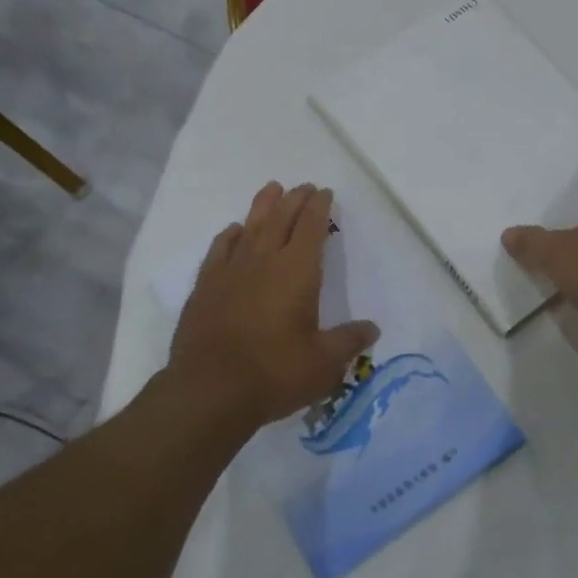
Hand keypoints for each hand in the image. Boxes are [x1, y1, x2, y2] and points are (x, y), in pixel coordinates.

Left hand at [168, 182, 379, 433]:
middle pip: (280, 219)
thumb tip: (372, 329)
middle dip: (294, 199)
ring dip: (263, 206)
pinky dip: (230, 235)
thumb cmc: (275, 373)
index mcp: (296, 272)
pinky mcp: (205, 288)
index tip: (325, 192)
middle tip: (303, 187)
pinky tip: (233, 231)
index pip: (311, 228)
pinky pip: (219, 250)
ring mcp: (230, 272)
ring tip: (271, 189)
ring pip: (249, 227)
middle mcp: (263, 261)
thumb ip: (348, 341)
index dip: (319, 207)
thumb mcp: (323, 363)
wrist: (210, 391)